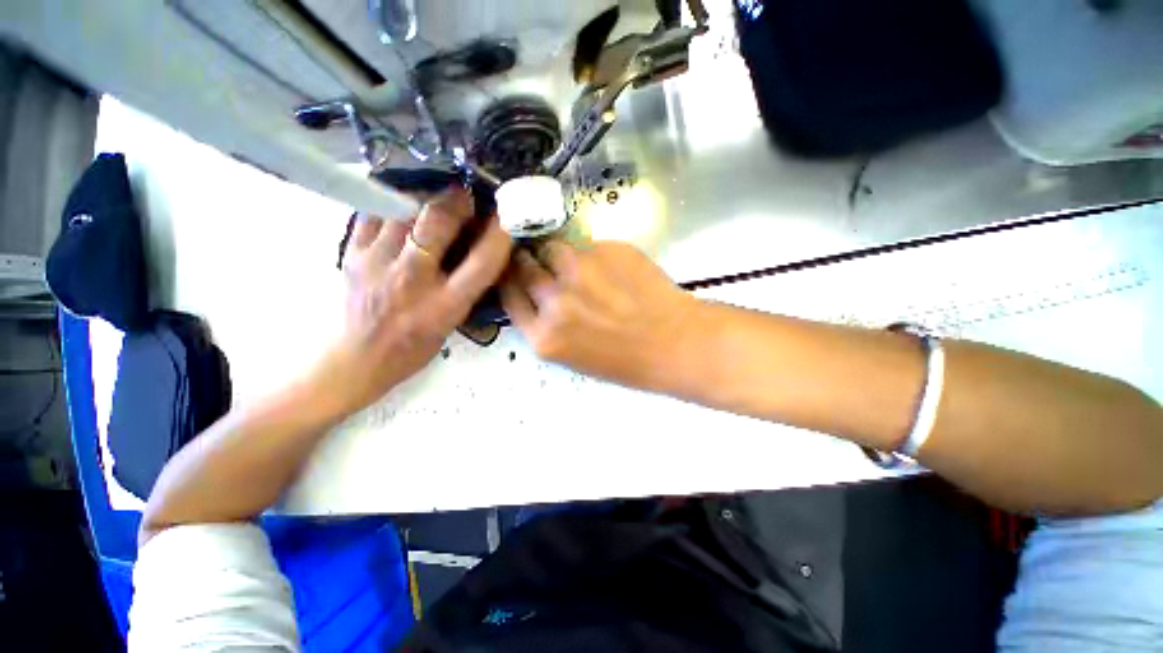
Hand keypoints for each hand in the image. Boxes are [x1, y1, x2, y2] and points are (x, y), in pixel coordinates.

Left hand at [320, 187, 511, 412]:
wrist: (355, 361)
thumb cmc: (412, 349)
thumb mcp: (451, 324)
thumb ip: (466, 288)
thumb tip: (477, 247)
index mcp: (444, 306)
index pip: (481, 263)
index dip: (499, 234)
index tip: (505, 215)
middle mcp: (412, 281)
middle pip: (437, 224)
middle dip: (456, 200)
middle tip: (465, 194)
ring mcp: (376, 264)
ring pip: (402, 210)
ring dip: (424, 198)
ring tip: (434, 197)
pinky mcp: (351, 256)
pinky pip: (372, 214)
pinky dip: (390, 203)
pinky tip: (400, 205)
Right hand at [500, 240, 698, 389]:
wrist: (674, 343)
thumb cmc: (626, 360)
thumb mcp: (573, 356)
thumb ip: (548, 325)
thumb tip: (537, 293)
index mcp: (543, 336)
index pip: (508, 295)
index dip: (510, 280)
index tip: (514, 273)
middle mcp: (554, 301)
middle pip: (523, 266)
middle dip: (529, 262)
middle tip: (542, 263)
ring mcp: (579, 271)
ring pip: (553, 248)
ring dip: (559, 255)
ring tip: (580, 267)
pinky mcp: (604, 250)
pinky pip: (585, 245)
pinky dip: (590, 254)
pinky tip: (610, 269)